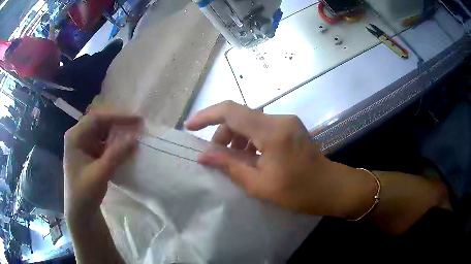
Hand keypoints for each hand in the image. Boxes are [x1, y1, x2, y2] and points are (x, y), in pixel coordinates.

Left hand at [64, 111, 142, 220]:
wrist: (80, 211)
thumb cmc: (84, 193)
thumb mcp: (100, 173)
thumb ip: (117, 154)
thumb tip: (136, 137)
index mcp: (75, 137)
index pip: (96, 118)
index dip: (117, 116)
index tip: (136, 120)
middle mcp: (79, 136)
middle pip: (100, 122)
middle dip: (119, 123)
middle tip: (139, 125)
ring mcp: (84, 144)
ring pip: (103, 132)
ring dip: (118, 132)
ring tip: (135, 133)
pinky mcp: (90, 153)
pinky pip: (104, 142)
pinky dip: (116, 143)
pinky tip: (126, 145)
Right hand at [185, 101, 376, 217]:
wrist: (332, 188)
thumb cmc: (299, 192)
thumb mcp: (260, 184)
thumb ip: (230, 166)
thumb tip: (203, 156)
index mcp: (272, 131)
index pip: (231, 111)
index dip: (207, 115)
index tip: (189, 126)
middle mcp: (279, 118)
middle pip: (240, 116)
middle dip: (222, 133)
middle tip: (214, 156)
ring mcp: (287, 121)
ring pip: (250, 121)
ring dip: (235, 137)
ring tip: (231, 160)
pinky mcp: (290, 127)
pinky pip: (262, 127)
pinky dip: (249, 140)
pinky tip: (249, 157)